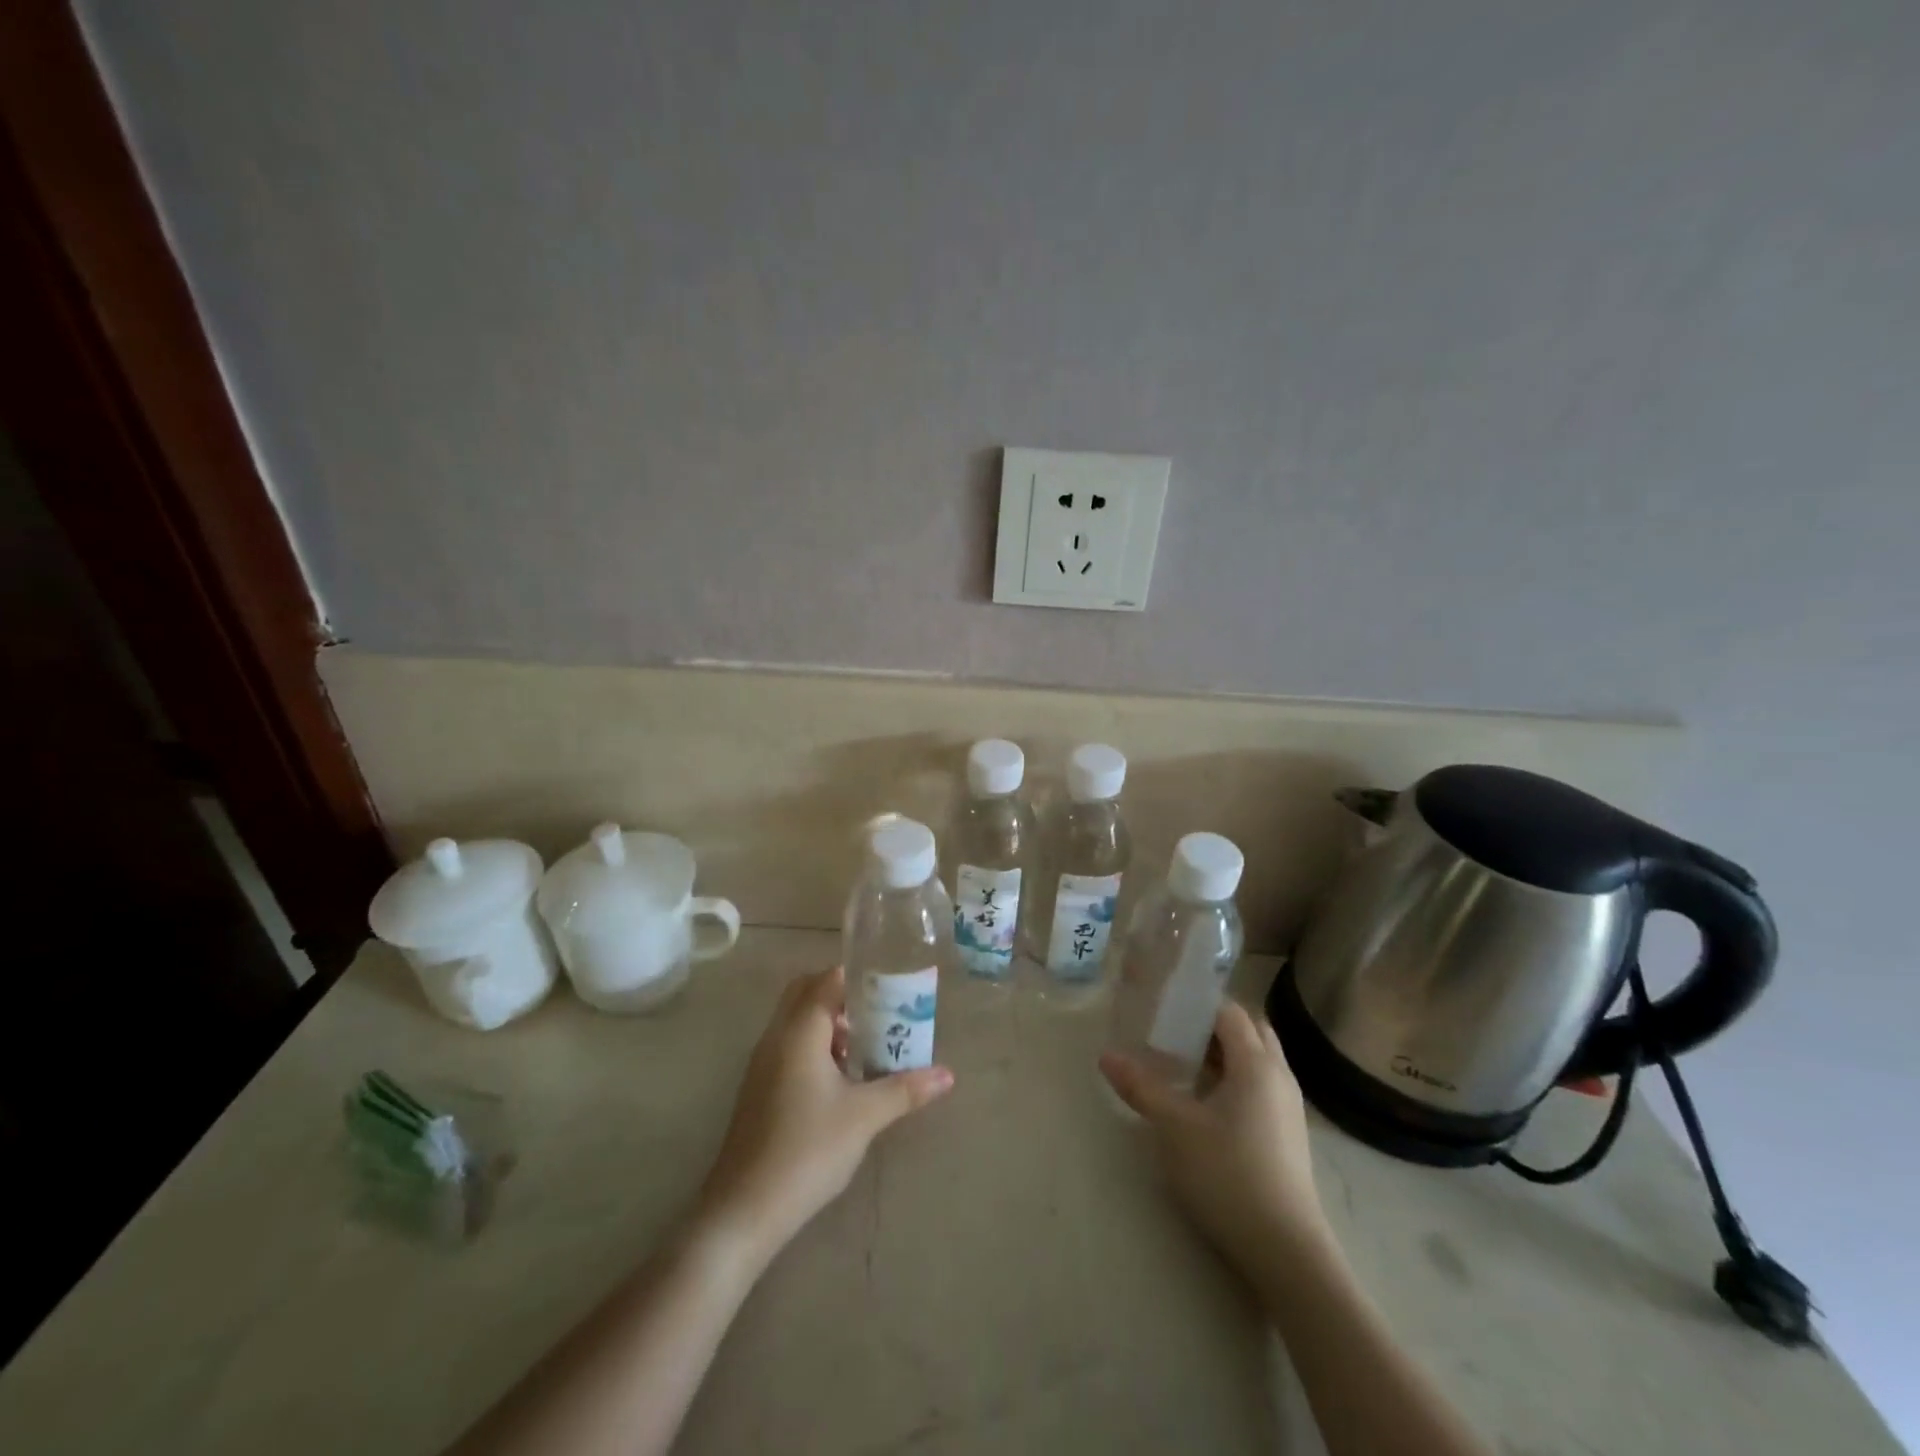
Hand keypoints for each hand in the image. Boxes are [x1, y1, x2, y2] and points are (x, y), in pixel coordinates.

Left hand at [697, 967, 953, 1264]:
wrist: (745, 1209)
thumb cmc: (808, 1150)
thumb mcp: (864, 1117)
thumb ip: (905, 1088)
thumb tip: (947, 1075)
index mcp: (799, 1031)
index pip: (827, 980)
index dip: (858, 977)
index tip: (891, 986)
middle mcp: (776, 1037)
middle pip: (806, 992)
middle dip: (841, 995)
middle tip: (878, 1012)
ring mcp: (762, 1063)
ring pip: (796, 1021)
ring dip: (829, 1022)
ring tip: (867, 1046)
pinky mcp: (759, 1088)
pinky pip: (789, 1046)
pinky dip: (815, 1045)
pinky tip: (840, 1080)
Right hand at [1100, 1001, 1332, 1277]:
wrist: (1286, 1252)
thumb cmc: (1229, 1175)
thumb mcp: (1175, 1128)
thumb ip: (1141, 1087)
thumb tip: (1106, 1056)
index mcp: (1256, 1064)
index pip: (1229, 1011)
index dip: (1196, 1002)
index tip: (1162, 1004)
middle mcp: (1278, 1076)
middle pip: (1248, 1030)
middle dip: (1212, 1024)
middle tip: (1172, 1030)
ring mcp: (1287, 1107)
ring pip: (1256, 1060)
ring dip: (1223, 1053)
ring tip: (1182, 1061)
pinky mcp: (1286, 1134)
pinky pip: (1259, 1085)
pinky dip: (1233, 1078)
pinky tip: (1205, 1100)